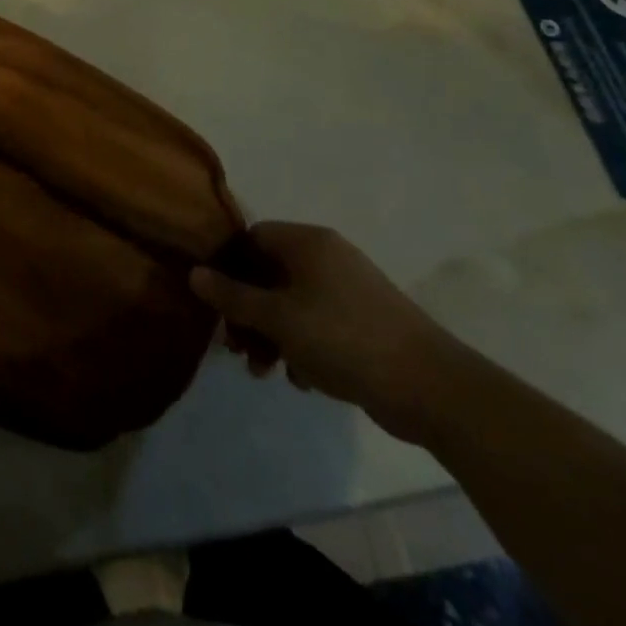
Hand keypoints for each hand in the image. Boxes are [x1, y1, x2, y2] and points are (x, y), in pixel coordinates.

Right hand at [191, 222, 469, 443]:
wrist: (431, 388)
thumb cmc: (344, 339)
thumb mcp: (279, 319)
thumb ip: (233, 297)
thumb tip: (194, 273)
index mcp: (308, 242)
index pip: (252, 238)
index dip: (228, 267)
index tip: (214, 302)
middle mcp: (327, 256)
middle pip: (269, 274)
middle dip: (248, 311)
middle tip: (235, 348)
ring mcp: (349, 289)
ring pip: (291, 303)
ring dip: (271, 334)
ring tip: (264, 372)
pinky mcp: (364, 321)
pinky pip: (317, 323)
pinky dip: (302, 345)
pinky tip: (302, 379)